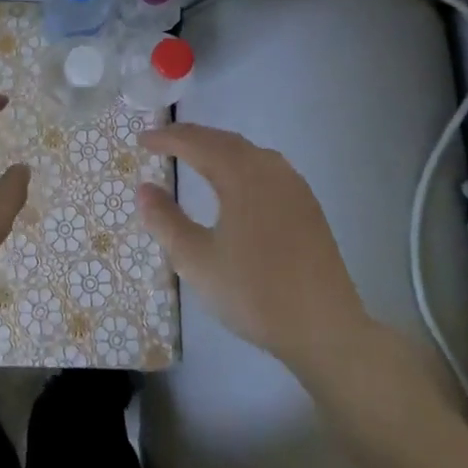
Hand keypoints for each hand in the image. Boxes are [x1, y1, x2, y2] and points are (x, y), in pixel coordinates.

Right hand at [137, 123, 368, 367]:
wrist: (326, 330)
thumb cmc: (254, 292)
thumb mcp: (196, 260)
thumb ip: (165, 220)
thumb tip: (143, 188)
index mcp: (240, 174)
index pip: (195, 142)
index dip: (166, 138)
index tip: (141, 140)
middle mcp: (269, 168)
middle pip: (222, 140)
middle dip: (190, 137)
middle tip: (161, 141)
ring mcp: (293, 185)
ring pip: (246, 151)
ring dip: (215, 147)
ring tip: (192, 155)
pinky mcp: (307, 205)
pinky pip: (264, 167)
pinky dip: (237, 162)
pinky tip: (233, 181)